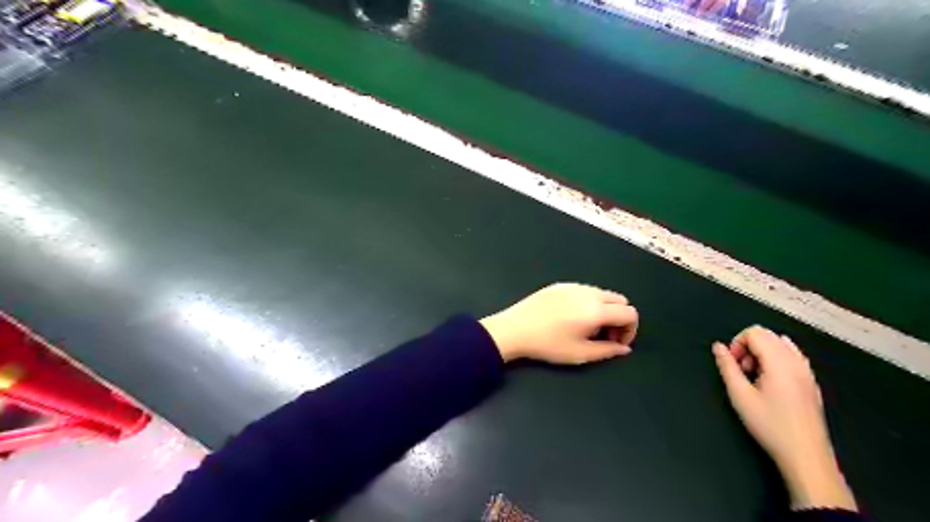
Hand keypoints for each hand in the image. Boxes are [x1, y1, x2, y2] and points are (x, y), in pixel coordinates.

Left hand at [478, 283, 639, 363]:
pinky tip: (571, 317)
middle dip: (619, 318)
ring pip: (602, 293)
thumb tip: (624, 348)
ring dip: (605, 309)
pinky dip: (589, 302)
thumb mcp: (580, 354)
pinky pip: (585, 290)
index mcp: (597, 310)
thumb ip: (608, 350)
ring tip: (587, 328)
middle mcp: (589, 292)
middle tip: (604, 336)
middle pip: (619, 300)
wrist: (514, 329)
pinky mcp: (560, 285)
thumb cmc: (548, 344)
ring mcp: (574, 285)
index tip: (616, 343)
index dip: (630, 330)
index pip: (630, 313)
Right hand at [713, 326, 855, 509]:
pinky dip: (777, 359)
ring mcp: (807, 372)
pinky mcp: (811, 382)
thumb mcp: (739, 395)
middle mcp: (796, 362)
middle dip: (748, 346)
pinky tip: (770, 379)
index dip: (737, 343)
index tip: (732, 364)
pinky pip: (793, 355)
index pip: (755, 332)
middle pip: (768, 335)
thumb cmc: (770, 425)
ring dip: (762, 352)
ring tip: (755, 376)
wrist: (805, 455)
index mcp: (779, 362)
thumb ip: (727, 367)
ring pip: (780, 343)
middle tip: (741, 370)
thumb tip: (718, 347)